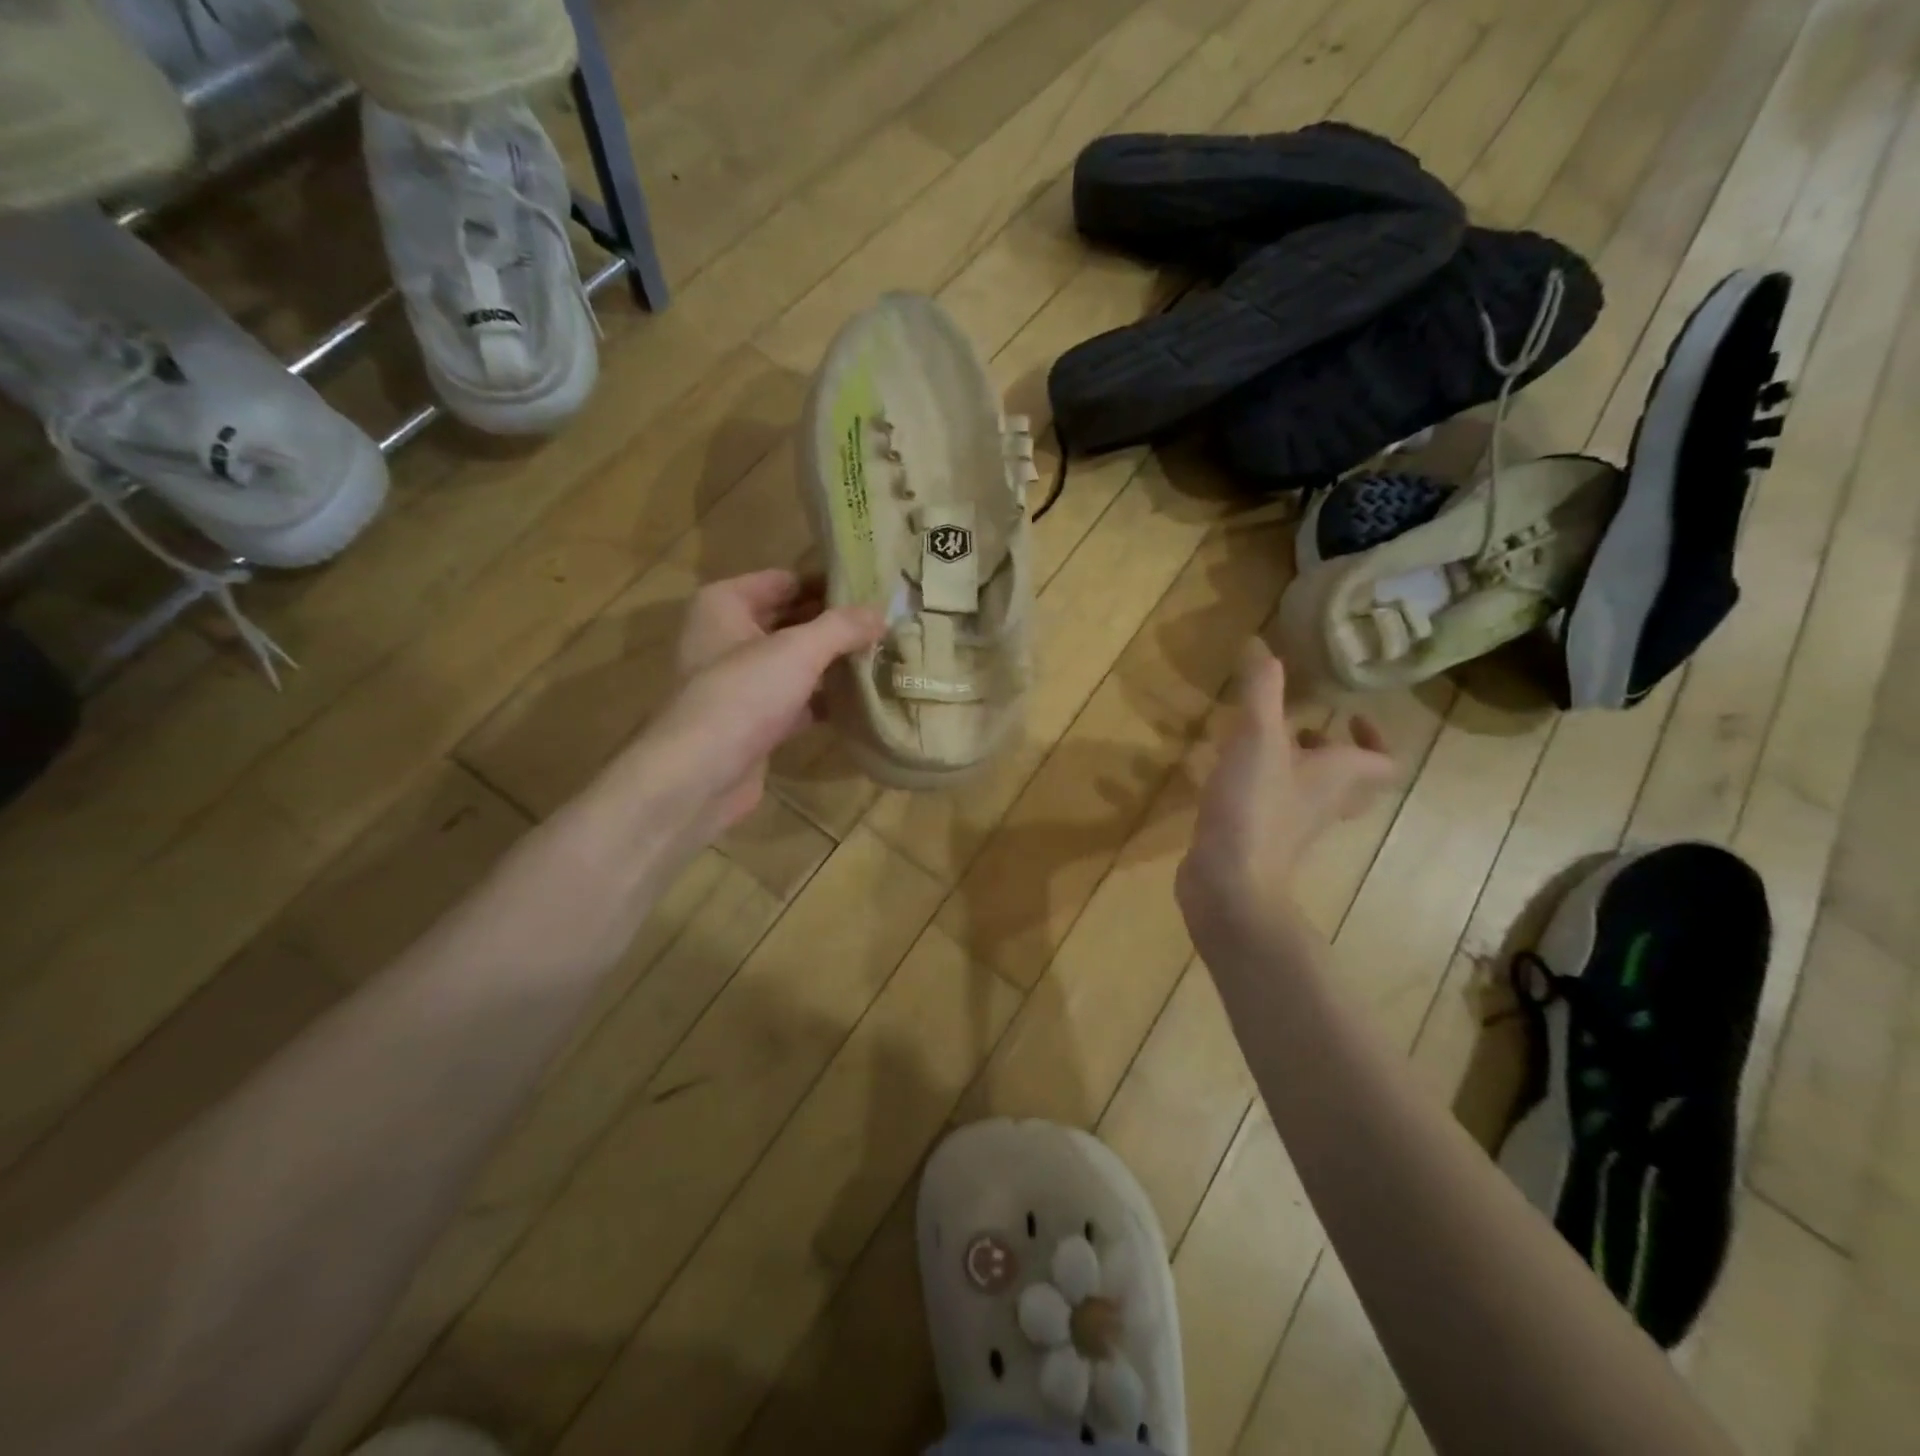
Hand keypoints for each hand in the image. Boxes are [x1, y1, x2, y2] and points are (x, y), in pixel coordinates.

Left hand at [592, 570, 882, 868]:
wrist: (698, 776)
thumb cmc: (743, 695)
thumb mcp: (798, 650)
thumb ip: (842, 627)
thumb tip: (881, 612)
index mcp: (725, 603)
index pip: (785, 579)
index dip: (828, 583)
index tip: (874, 590)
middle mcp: (727, 636)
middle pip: (791, 620)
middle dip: (835, 625)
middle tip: (886, 625)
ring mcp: (739, 681)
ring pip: (795, 662)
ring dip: (833, 662)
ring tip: (883, 657)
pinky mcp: (752, 721)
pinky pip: (795, 699)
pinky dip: (823, 699)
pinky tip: (862, 700)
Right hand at [1176, 640, 1395, 964]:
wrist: (1228, 884)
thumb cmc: (1255, 808)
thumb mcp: (1256, 739)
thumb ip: (1261, 690)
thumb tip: (1260, 642)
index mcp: (1337, 777)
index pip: (1382, 760)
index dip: (1375, 737)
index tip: (1350, 714)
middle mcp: (1323, 802)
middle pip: (1348, 778)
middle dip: (1329, 749)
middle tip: (1304, 727)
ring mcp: (1291, 825)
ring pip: (1307, 792)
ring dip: (1293, 766)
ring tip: (1260, 741)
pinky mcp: (1258, 839)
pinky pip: (1270, 806)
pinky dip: (1257, 786)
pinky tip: (1223, 772)